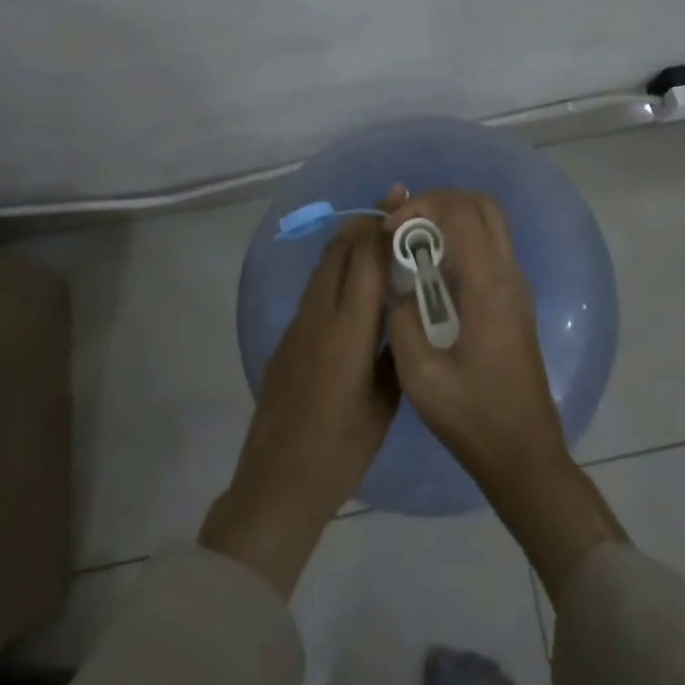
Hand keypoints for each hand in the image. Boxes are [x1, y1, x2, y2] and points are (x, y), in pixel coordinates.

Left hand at [199, 197, 402, 596]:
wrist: (278, 483)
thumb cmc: (341, 448)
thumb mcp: (385, 402)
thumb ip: (395, 351)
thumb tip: (405, 315)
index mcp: (347, 329)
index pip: (366, 259)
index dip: (384, 225)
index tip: (404, 201)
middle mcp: (318, 315)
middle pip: (339, 251)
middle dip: (365, 223)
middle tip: (395, 207)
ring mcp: (297, 326)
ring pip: (324, 267)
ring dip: (349, 244)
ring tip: (378, 236)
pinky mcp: (287, 340)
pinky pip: (315, 290)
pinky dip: (337, 272)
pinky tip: (356, 286)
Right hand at [381, 190, 565, 493]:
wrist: (523, 453)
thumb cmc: (472, 417)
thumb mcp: (420, 376)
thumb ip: (401, 320)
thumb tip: (398, 290)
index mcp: (488, 287)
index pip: (459, 214)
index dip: (420, 209)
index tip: (388, 232)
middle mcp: (509, 275)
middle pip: (482, 205)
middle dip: (439, 202)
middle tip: (404, 225)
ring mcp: (517, 286)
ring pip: (490, 223)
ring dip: (451, 219)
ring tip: (413, 243)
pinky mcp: (515, 301)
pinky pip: (491, 248)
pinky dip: (461, 240)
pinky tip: (432, 271)